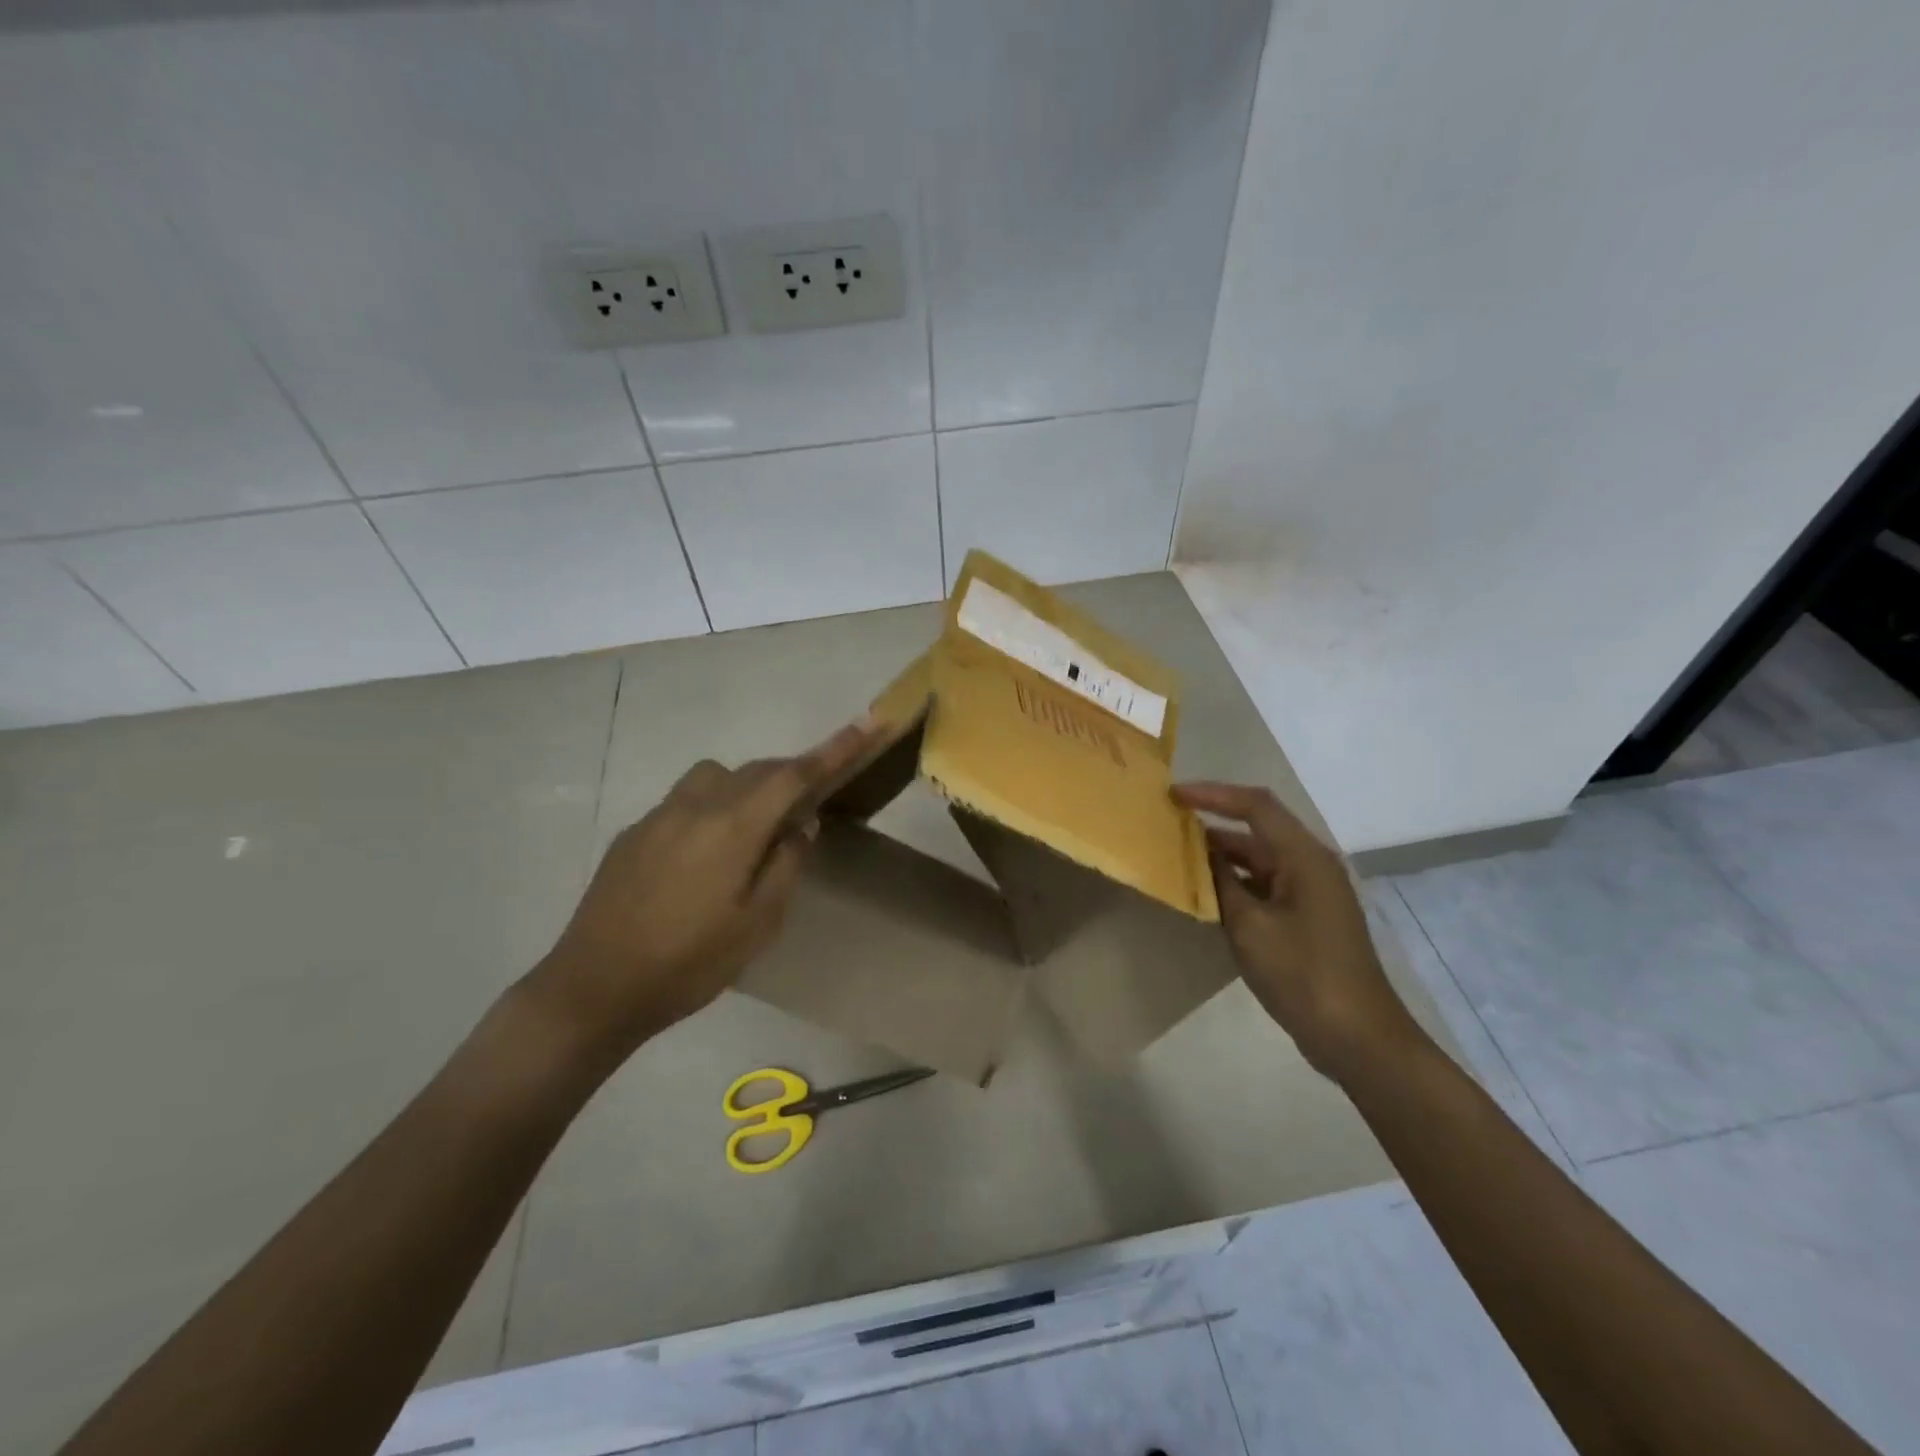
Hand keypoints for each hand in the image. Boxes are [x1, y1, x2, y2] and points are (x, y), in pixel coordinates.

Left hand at [528, 719, 880, 1062]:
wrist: (594, 988)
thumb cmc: (688, 962)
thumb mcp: (757, 924)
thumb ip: (786, 866)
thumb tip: (801, 826)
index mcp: (733, 826)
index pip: (795, 774)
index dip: (836, 748)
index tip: (868, 721)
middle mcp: (696, 806)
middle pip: (756, 770)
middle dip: (791, 775)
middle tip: (810, 803)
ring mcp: (658, 815)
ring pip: (715, 777)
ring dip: (746, 787)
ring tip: (753, 832)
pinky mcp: (633, 833)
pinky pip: (685, 802)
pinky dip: (711, 810)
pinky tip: (703, 858)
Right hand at [1174, 781, 1420, 1079]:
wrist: (1358, 1038)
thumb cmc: (1303, 975)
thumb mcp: (1250, 927)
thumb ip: (1222, 883)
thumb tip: (1201, 852)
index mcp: (1304, 858)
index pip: (1256, 806)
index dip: (1213, 795)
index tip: (1173, 795)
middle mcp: (1312, 866)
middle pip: (1258, 831)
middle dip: (1213, 825)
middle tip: (1168, 826)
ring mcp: (1313, 893)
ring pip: (1260, 860)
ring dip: (1222, 857)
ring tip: (1178, 858)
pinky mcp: (1308, 918)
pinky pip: (1266, 885)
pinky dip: (1236, 884)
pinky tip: (1207, 895)